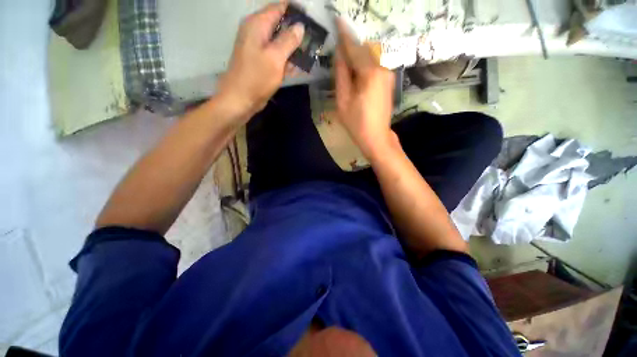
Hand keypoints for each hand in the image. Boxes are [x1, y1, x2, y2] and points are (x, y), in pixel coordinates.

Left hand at [217, 3, 303, 117]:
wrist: (240, 99)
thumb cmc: (256, 77)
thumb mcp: (275, 57)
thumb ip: (288, 40)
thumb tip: (300, 26)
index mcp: (258, 24)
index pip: (279, 8)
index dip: (296, 11)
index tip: (312, 18)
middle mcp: (258, 32)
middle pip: (281, 25)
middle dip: (298, 31)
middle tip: (315, 37)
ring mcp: (260, 48)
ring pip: (281, 42)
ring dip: (295, 47)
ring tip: (312, 51)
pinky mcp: (263, 62)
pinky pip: (278, 56)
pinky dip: (289, 59)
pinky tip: (302, 65)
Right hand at [335, 19, 395, 159]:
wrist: (376, 137)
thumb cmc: (356, 123)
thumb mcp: (343, 101)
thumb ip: (341, 75)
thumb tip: (339, 54)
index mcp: (370, 73)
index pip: (354, 48)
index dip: (344, 36)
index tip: (337, 20)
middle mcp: (382, 68)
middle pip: (363, 51)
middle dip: (350, 47)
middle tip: (337, 46)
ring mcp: (387, 74)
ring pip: (368, 58)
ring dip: (356, 57)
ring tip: (344, 62)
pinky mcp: (387, 81)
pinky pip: (373, 66)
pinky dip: (363, 65)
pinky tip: (355, 72)